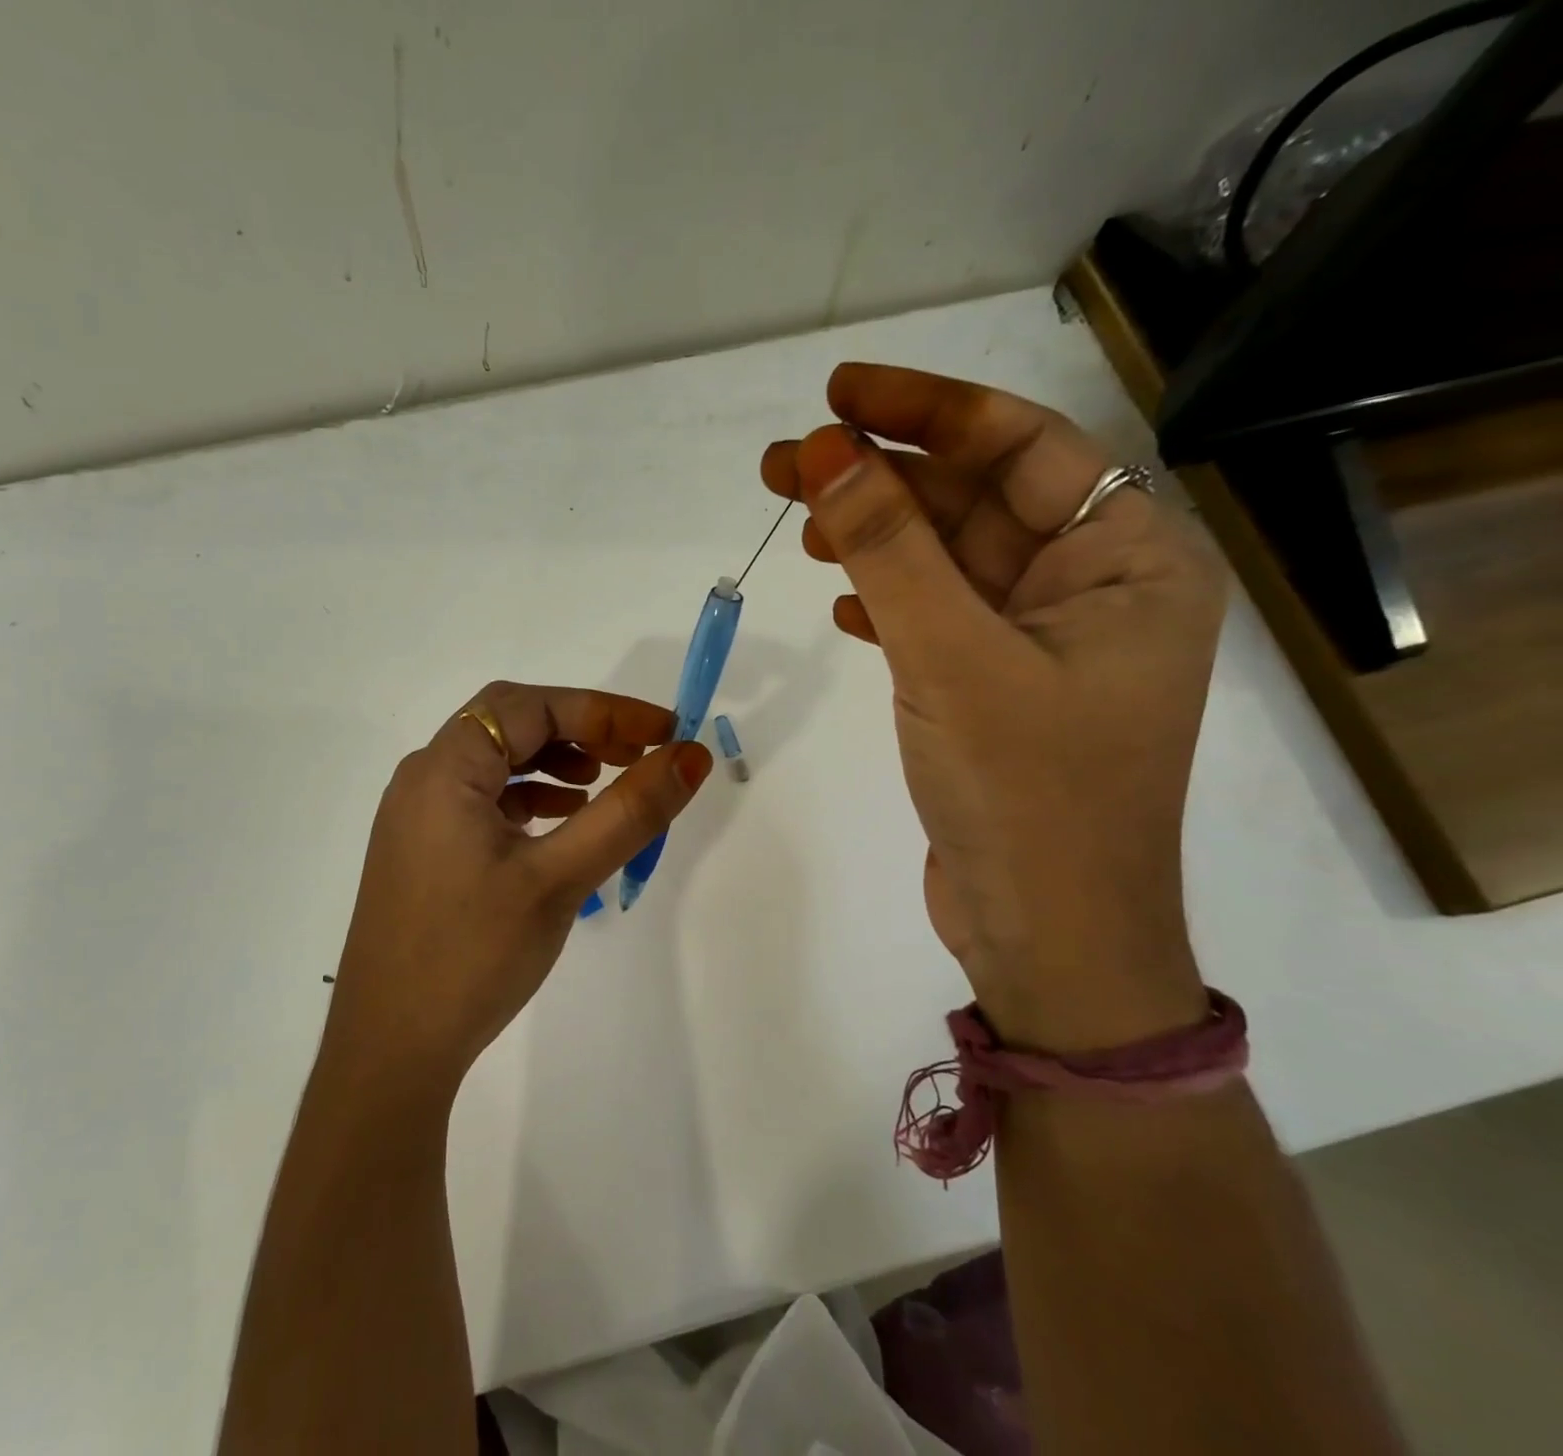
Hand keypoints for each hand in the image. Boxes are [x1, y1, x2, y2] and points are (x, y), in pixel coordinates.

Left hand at [323, 682, 712, 1086]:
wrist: (391, 1051)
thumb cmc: (472, 955)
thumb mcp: (559, 878)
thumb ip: (628, 812)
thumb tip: (690, 757)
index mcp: (444, 769)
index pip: (530, 706)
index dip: (603, 709)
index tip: (664, 733)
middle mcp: (424, 779)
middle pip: (510, 724)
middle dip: (579, 729)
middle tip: (638, 754)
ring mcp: (418, 817)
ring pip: (497, 762)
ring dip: (555, 761)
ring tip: (606, 783)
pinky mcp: (424, 851)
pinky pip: (484, 801)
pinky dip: (531, 798)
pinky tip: (564, 823)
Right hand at [762, 364, 1225, 1049]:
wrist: (1048, 937)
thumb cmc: (1026, 795)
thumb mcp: (951, 658)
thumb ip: (889, 549)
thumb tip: (824, 452)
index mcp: (1129, 562)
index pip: (1024, 447)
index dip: (927, 409)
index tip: (838, 393)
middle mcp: (1094, 591)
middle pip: (978, 501)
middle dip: (880, 477)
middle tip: (781, 461)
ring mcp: (1043, 645)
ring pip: (948, 562)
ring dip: (874, 539)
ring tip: (797, 524)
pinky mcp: (998, 691)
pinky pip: (938, 618)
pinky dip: (887, 601)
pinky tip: (839, 601)